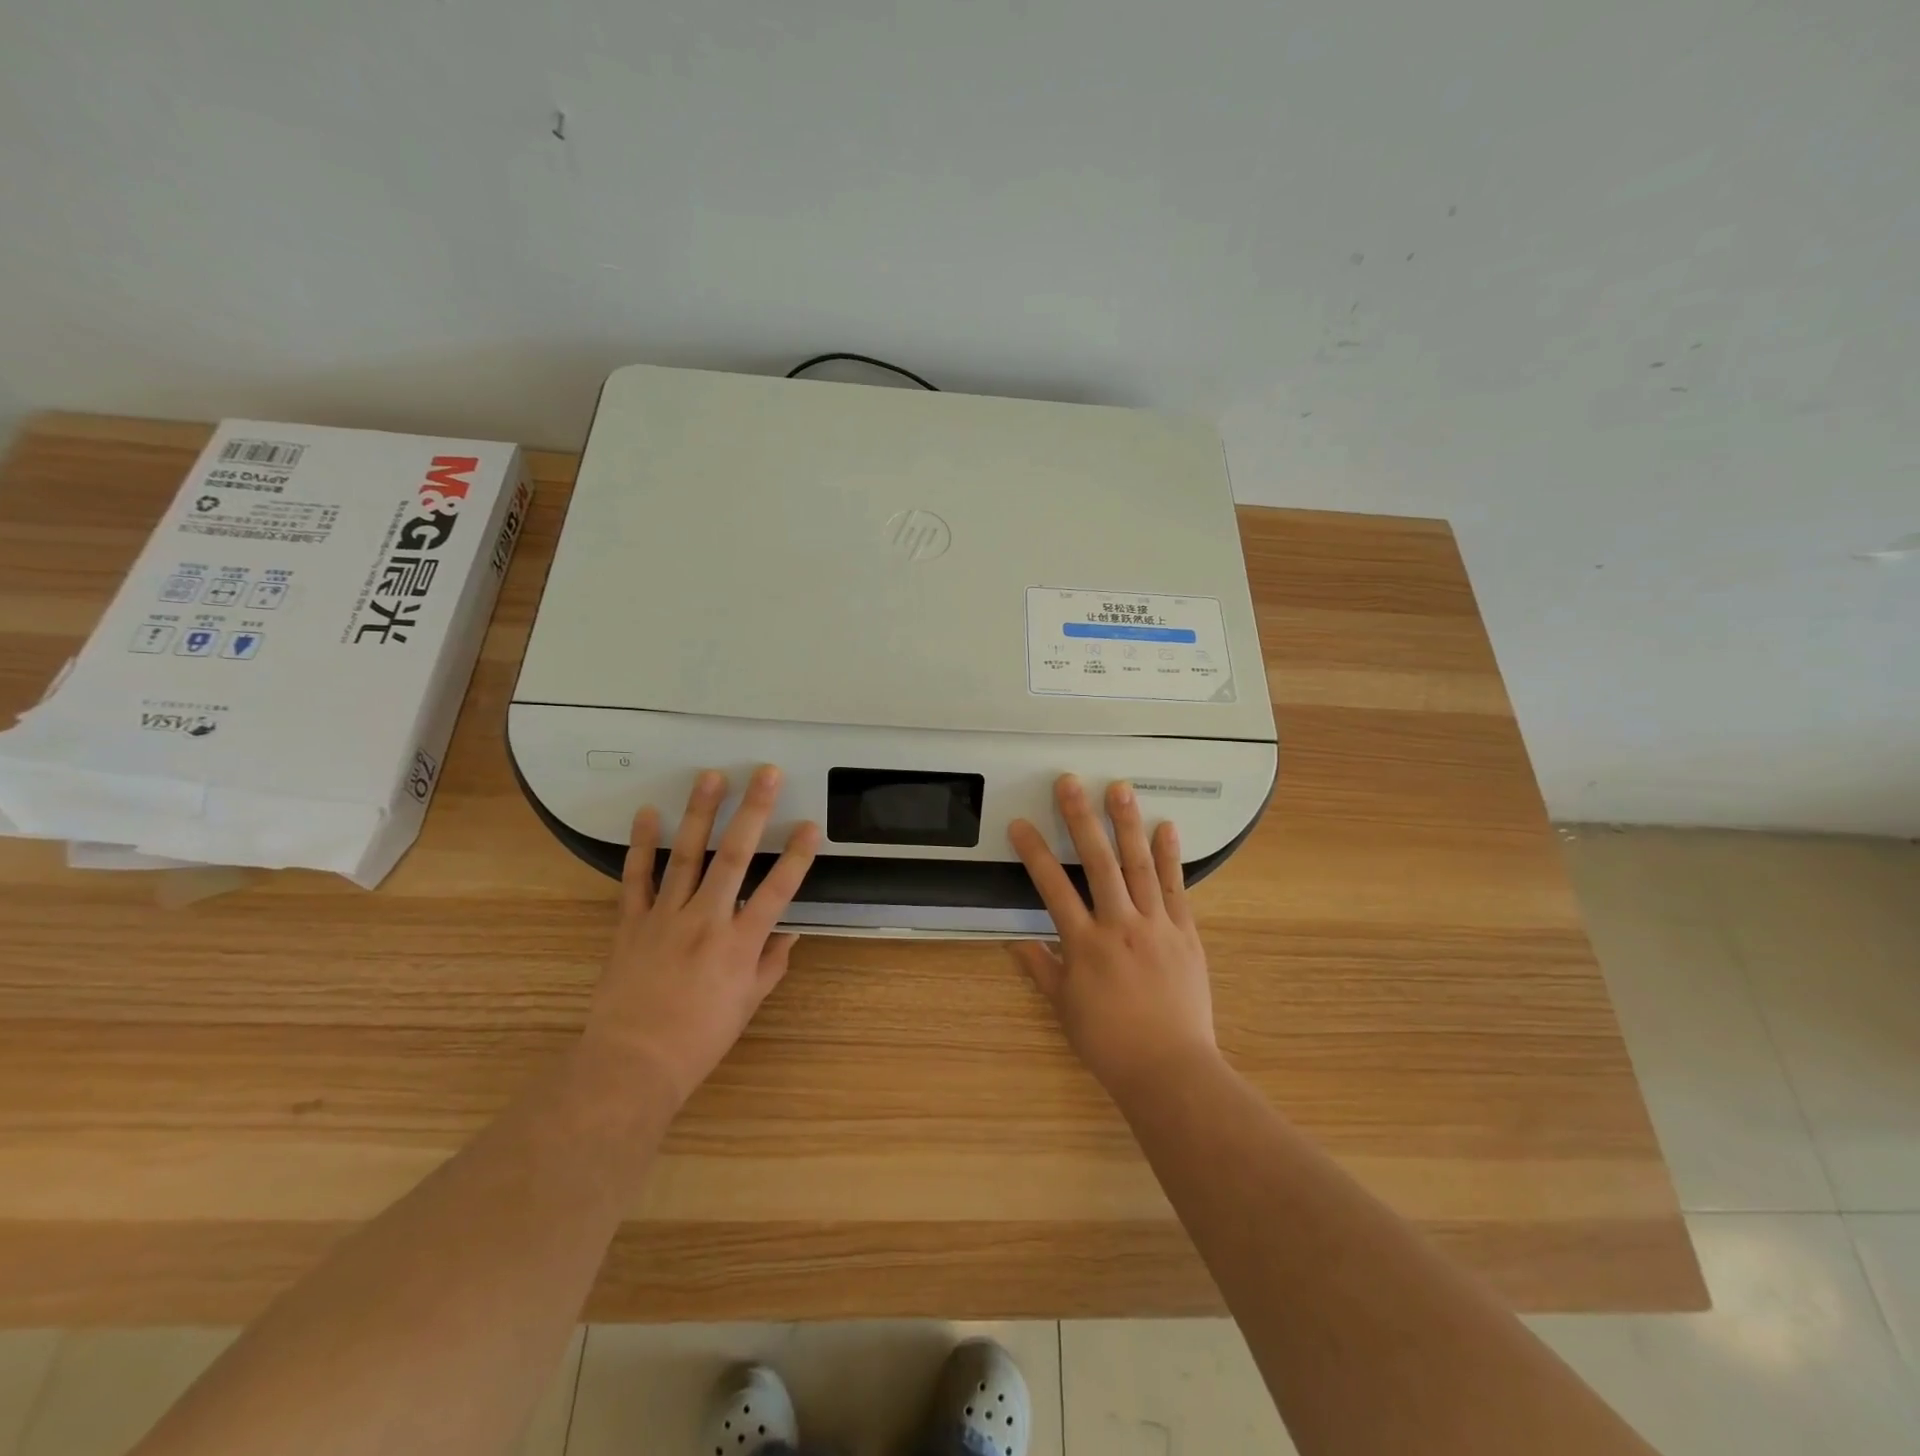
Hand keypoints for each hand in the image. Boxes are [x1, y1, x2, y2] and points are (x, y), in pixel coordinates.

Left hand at [584, 766, 819, 1109]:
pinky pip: (635, 878)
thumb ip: (771, 964)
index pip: (777, 890)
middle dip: (753, 811)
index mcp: (740, 943)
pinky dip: (640, 845)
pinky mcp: (630, 922)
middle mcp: (706, 920)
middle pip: (734, 856)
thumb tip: (790, 934)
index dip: (796, 856)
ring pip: (686, 855)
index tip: (810, 826)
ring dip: (700, 812)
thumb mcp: (747, 1004)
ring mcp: (665, 917)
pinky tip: (647, 813)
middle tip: (765, 774)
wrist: (632, 1063)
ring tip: (710, 776)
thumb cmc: (699, 1038)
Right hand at [1008, 775, 1218, 1098]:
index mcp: (1084, 945)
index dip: (1034, 853)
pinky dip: (1170, 856)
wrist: (1170, 1069)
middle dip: (1081, 818)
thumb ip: (1041, 969)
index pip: (1052, 888)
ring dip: (1127, 824)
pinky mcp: (1185, 933)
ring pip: (1138, 865)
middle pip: (1097, 863)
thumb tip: (1016, 943)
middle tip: (1070, 782)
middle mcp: (1119, 926)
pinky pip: (1175, 888)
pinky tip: (1166, 827)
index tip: (1020, 824)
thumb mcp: (1065, 1008)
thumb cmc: (1110, 1042)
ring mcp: (1156, 926)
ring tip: (1120, 788)